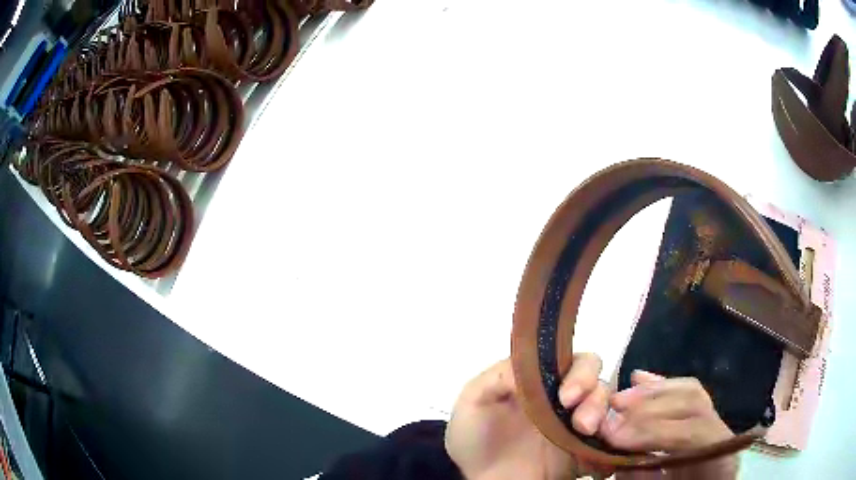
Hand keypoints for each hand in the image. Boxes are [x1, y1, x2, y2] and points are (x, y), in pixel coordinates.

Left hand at [445, 356, 610, 479]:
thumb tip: (529, 364)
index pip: (568, 359)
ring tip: (584, 429)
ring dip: (599, 410)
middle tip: (576, 409)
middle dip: (591, 387)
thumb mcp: (473, 401)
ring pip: (604, 402)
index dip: (575, 369)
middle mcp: (562, 397)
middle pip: (593, 377)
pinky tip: (595, 446)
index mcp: (539, 381)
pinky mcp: (585, 448)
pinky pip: (608, 437)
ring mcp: (575, 423)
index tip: (566, 394)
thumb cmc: (475, 441)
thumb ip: (499, 376)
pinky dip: (609, 437)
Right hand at [600, 370, 734, 451]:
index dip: (654, 431)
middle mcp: (722, 433)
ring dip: (651, 392)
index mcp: (721, 460)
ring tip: (620, 398)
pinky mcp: (702, 419)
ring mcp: (714, 422)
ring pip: (690, 392)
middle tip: (612, 411)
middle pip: (693, 402)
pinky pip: (684, 396)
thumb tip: (617, 457)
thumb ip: (643, 479)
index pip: (695, 432)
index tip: (614, 436)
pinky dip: (659, 388)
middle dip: (649, 405)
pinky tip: (639, 378)